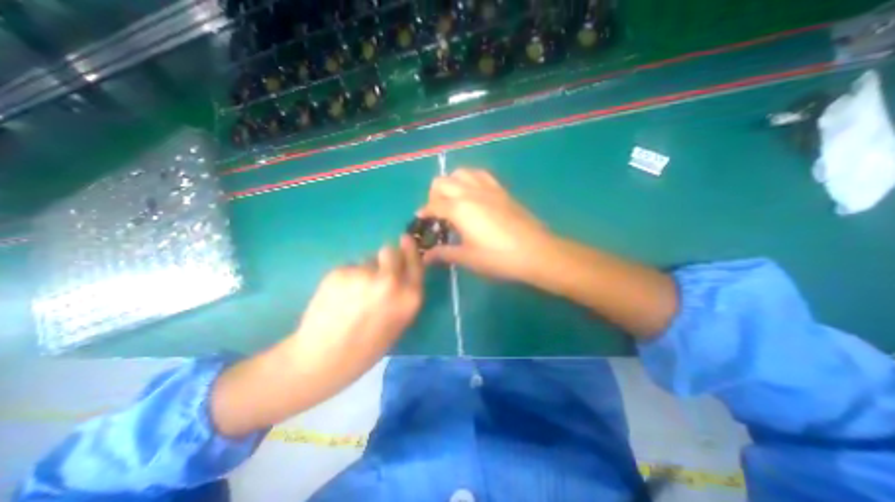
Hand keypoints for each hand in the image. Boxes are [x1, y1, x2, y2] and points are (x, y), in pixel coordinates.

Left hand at [287, 236, 426, 396]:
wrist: (322, 360)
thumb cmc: (366, 348)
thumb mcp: (398, 323)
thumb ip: (403, 294)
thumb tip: (399, 270)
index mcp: (409, 297)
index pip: (415, 262)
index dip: (410, 250)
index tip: (406, 239)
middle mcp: (390, 281)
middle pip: (390, 251)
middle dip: (385, 258)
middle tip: (375, 274)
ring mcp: (364, 275)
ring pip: (367, 260)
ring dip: (364, 271)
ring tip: (352, 294)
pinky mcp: (340, 272)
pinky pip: (349, 267)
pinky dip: (347, 277)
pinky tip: (338, 296)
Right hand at [418, 168, 553, 282]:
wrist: (535, 252)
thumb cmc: (498, 257)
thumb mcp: (467, 257)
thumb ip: (444, 253)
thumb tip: (426, 257)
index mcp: (459, 208)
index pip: (433, 205)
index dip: (424, 212)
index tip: (421, 220)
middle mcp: (470, 192)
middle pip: (442, 182)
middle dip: (434, 195)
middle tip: (438, 213)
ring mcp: (487, 188)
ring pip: (461, 173)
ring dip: (451, 184)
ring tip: (454, 202)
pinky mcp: (501, 190)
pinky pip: (480, 175)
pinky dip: (470, 180)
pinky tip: (474, 195)